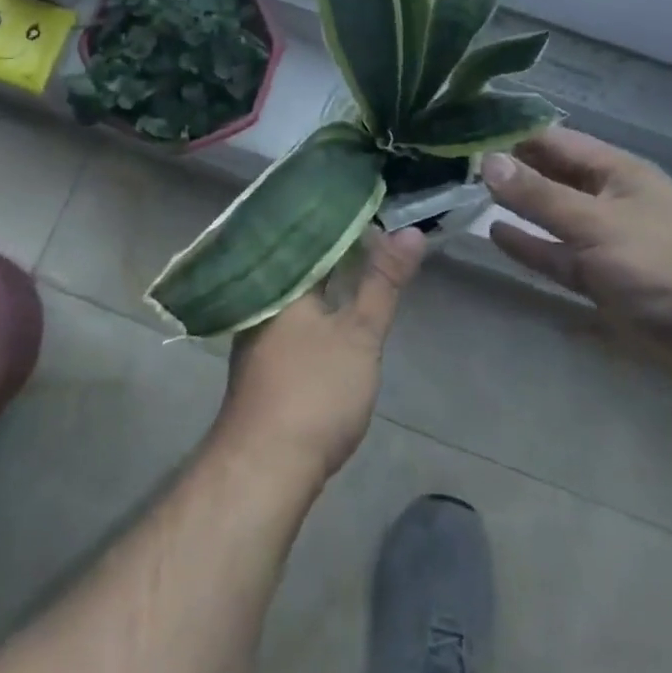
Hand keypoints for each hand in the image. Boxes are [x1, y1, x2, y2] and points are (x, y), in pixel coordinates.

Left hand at [210, 225, 426, 484]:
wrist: (264, 468)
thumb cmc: (314, 390)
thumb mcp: (360, 333)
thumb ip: (384, 282)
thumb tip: (412, 232)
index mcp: (282, 278)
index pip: (313, 231)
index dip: (346, 218)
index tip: (375, 205)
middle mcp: (265, 294)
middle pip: (305, 257)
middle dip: (339, 245)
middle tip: (378, 230)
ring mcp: (260, 326)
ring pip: (299, 284)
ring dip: (328, 272)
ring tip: (364, 260)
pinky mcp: (265, 355)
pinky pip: (294, 309)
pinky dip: (318, 299)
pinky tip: (335, 305)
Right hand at [483, 128, 671, 382]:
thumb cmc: (660, 258)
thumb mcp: (594, 221)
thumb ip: (538, 195)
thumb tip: (486, 162)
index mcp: (612, 170)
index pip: (553, 140)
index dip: (512, 135)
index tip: (467, 132)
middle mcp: (604, 197)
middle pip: (549, 176)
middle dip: (510, 170)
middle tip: (456, 163)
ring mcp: (601, 238)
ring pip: (550, 215)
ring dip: (516, 207)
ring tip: (468, 195)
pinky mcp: (599, 277)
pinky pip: (555, 254)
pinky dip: (529, 245)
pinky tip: (496, 235)